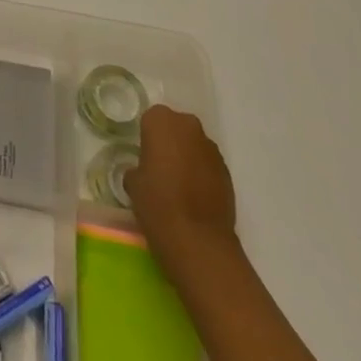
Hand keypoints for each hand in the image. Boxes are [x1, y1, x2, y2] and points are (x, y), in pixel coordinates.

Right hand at [124, 105, 236, 280]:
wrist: (199, 241)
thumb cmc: (157, 203)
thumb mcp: (133, 182)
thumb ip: (138, 167)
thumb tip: (144, 172)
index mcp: (162, 121)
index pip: (151, 119)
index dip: (147, 137)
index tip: (144, 156)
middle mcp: (189, 127)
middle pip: (176, 127)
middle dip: (169, 142)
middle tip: (159, 167)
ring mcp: (212, 150)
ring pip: (194, 146)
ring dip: (187, 157)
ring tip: (178, 185)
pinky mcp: (228, 173)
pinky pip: (208, 165)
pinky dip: (201, 174)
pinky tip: (194, 197)